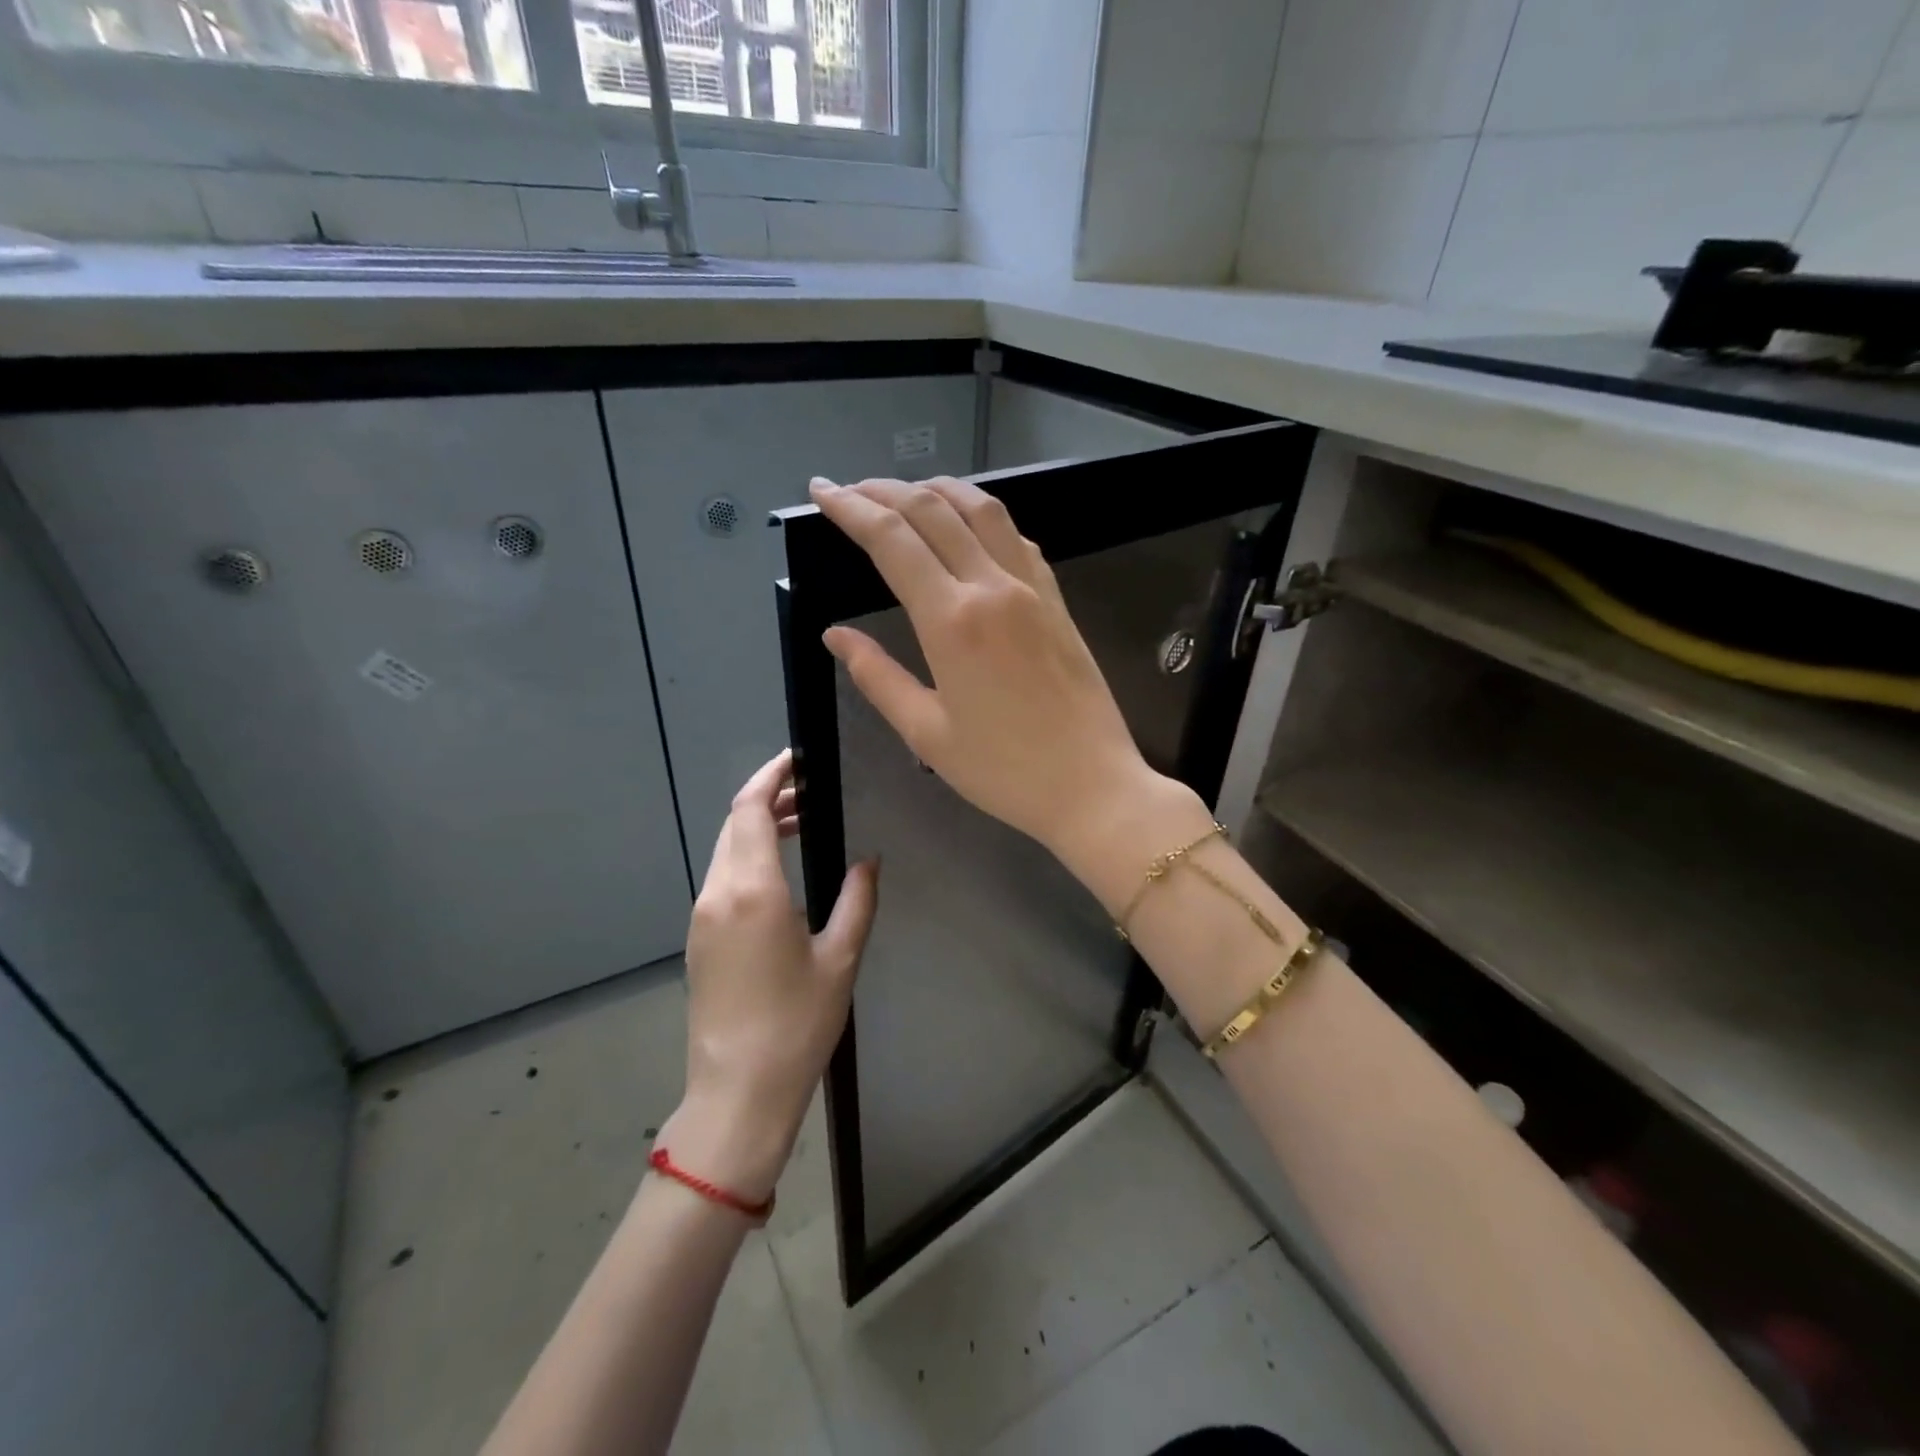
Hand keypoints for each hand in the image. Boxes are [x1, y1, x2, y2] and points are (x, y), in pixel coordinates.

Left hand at [656, 750, 878, 1204]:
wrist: (738, 1091)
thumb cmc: (797, 1025)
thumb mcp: (841, 959)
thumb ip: (857, 900)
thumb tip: (867, 860)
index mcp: (752, 891)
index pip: (749, 809)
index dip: (770, 776)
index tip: (798, 759)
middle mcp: (718, 894)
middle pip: (733, 824)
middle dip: (767, 798)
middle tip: (812, 792)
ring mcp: (702, 917)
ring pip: (725, 850)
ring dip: (757, 828)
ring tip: (802, 825)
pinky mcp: (700, 939)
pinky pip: (722, 878)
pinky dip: (748, 857)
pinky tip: (781, 871)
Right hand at [809, 475, 1198, 874]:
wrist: (1093, 786)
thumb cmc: (1004, 771)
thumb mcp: (927, 734)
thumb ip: (878, 677)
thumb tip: (834, 636)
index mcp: (952, 621)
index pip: (892, 541)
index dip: (851, 509)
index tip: (823, 492)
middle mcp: (992, 588)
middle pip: (933, 511)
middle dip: (885, 490)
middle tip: (852, 490)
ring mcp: (1032, 589)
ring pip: (983, 510)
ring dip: (939, 490)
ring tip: (908, 492)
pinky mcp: (1058, 601)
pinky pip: (1017, 539)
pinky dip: (985, 518)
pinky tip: (972, 527)